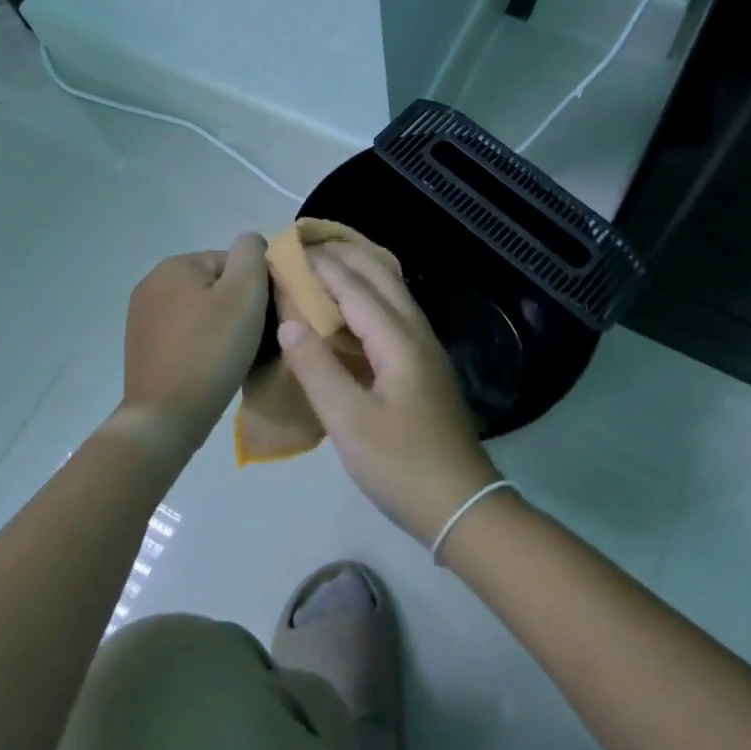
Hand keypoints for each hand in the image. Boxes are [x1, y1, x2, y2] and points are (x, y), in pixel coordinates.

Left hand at [121, 233, 268, 455]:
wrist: (166, 418)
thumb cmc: (211, 350)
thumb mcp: (245, 293)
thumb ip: (252, 254)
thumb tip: (251, 242)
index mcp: (175, 265)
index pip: (233, 263)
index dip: (255, 289)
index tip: (263, 320)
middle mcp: (152, 283)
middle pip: (216, 285)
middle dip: (237, 308)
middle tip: (252, 340)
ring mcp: (142, 317)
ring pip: (201, 311)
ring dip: (220, 327)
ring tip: (234, 357)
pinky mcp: (142, 347)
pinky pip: (184, 334)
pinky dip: (201, 345)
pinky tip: (211, 367)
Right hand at [278, 244, 501, 544]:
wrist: (462, 504)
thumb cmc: (402, 465)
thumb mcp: (349, 423)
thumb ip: (317, 369)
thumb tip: (289, 322)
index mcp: (398, 340)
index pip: (354, 287)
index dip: (321, 266)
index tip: (288, 248)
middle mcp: (416, 332)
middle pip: (381, 277)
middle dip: (345, 255)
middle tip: (307, 244)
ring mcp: (425, 348)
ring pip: (393, 292)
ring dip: (361, 271)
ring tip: (327, 264)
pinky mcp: (425, 366)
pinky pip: (395, 312)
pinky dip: (370, 295)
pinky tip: (353, 310)